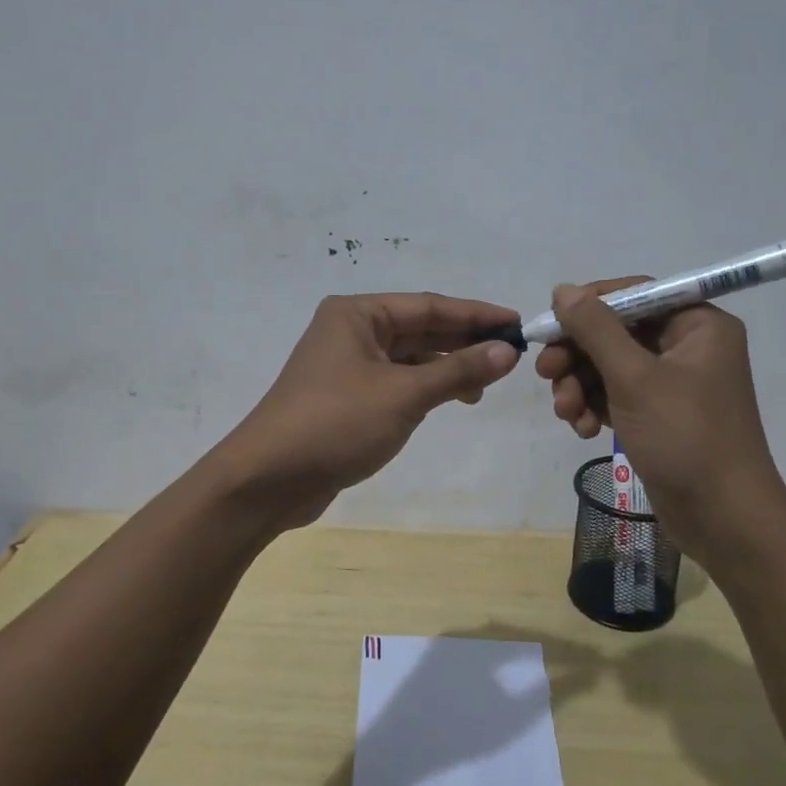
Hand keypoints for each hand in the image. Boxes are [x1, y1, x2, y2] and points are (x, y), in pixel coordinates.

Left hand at [214, 293, 521, 530]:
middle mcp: (351, 331)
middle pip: (420, 328)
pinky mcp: (347, 397)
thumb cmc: (336, 423)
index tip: (517, 324)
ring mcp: (347, 365)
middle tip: (511, 354)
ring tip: (486, 384)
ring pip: (410, 356)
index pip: (429, 305)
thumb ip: (458, 371)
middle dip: (464, 340)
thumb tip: (507, 351)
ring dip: (447, 367)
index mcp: (357, 314)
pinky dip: (426, 387)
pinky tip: (452, 398)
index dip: (476, 315)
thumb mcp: (403, 395)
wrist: (268, 479)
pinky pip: (397, 381)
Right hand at [534, 279, 785, 557]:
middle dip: (578, 355)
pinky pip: (617, 395)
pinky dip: (595, 406)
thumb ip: (595, 329)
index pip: (635, 294)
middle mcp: (688, 346)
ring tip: (566, 413)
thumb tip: (563, 289)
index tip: (550, 322)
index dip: (589, 305)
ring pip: (610, 366)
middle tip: (545, 373)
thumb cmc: (685, 437)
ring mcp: (673, 383)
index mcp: (698, 324)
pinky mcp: (659, 415)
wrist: (723, 520)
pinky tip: (584, 430)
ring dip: (580, 385)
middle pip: (616, 332)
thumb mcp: (634, 378)